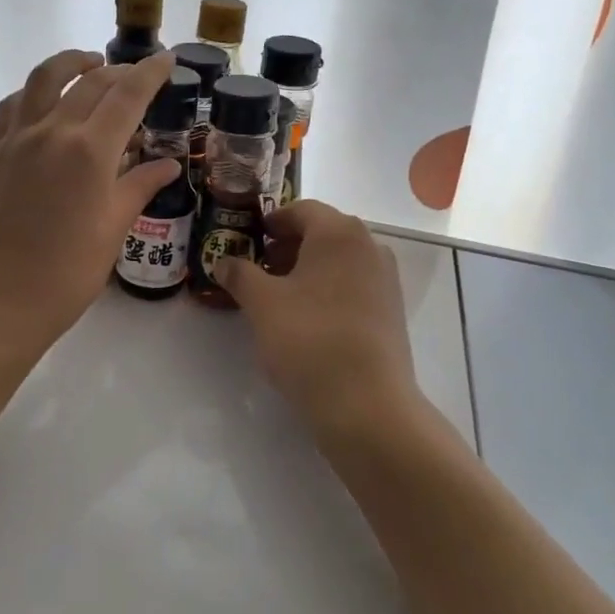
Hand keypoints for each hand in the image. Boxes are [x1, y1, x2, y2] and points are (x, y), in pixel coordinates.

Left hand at [0, 49, 180, 358]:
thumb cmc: (66, 273)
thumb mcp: (113, 229)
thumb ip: (139, 186)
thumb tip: (167, 164)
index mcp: (90, 151)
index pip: (128, 94)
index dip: (151, 72)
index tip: (168, 59)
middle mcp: (52, 131)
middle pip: (90, 81)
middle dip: (119, 71)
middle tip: (138, 75)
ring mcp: (16, 138)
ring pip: (43, 79)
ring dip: (71, 63)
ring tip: (89, 64)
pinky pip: (13, 104)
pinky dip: (34, 91)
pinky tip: (44, 99)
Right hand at [216, 201, 428, 448]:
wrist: (367, 404)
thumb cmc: (309, 340)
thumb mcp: (262, 304)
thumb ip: (239, 274)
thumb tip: (223, 261)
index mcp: (339, 233)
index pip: (301, 210)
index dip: (271, 221)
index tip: (249, 237)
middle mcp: (369, 246)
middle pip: (322, 232)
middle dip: (287, 246)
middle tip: (257, 267)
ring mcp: (385, 279)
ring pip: (338, 260)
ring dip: (306, 268)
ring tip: (277, 295)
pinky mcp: (391, 310)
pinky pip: (353, 284)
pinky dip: (327, 288)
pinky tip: (306, 317)